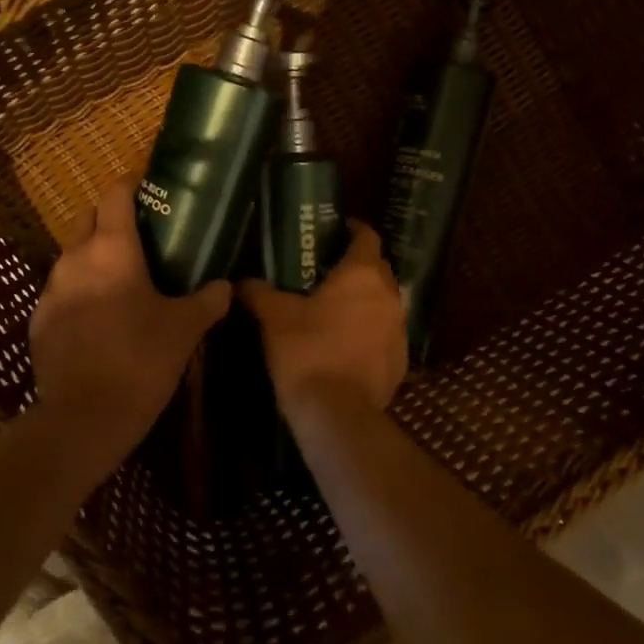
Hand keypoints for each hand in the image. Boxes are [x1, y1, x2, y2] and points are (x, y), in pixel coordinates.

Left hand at [28, 179, 231, 463]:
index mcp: (112, 249)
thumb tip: (225, 286)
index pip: (115, 195)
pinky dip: (78, 292)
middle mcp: (74, 259)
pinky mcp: (38, 320)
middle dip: (109, 219)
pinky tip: (97, 318)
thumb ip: (208, 301)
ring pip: (71, 256)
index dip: (131, 185)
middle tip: (140, 238)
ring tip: (120, 279)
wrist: (85, 417)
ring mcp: (50, 290)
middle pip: (87, 218)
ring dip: (93, 258)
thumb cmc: (141, 360)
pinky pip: (60, 291)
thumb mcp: (185, 329)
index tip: (149, 191)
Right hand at [239, 221, 407, 423]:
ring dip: (365, 301)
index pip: (368, 237)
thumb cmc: (307, 352)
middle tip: (327, 271)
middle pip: (378, 269)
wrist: (337, 414)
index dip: (353, 229)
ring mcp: (399, 330)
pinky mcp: (401, 360)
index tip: (335, 230)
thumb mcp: (274, 317)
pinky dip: (370, 332)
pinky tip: (346, 344)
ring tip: (335, 309)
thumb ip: (259, 292)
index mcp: (362, 274)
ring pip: (384, 303)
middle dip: (357, 266)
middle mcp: (389, 295)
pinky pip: (385, 334)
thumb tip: (242, 282)